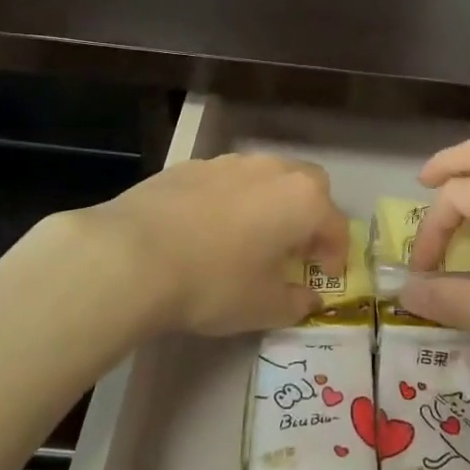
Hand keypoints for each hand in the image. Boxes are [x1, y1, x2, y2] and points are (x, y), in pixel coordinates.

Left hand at [81, 153, 350, 336]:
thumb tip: (308, 299)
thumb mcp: (263, 307)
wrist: (133, 255)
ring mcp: (229, 163)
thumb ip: (295, 303)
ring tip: (250, 238)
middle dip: (310, 215)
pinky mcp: (190, 166)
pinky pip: (226, 181)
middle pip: (308, 185)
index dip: (336, 254)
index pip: (335, 225)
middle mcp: (272, 170)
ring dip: (269, 204)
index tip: (325, 276)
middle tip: (295, 249)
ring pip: (265, 177)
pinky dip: (230, 201)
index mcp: (302, 200)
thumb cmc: (215, 282)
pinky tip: (207, 230)